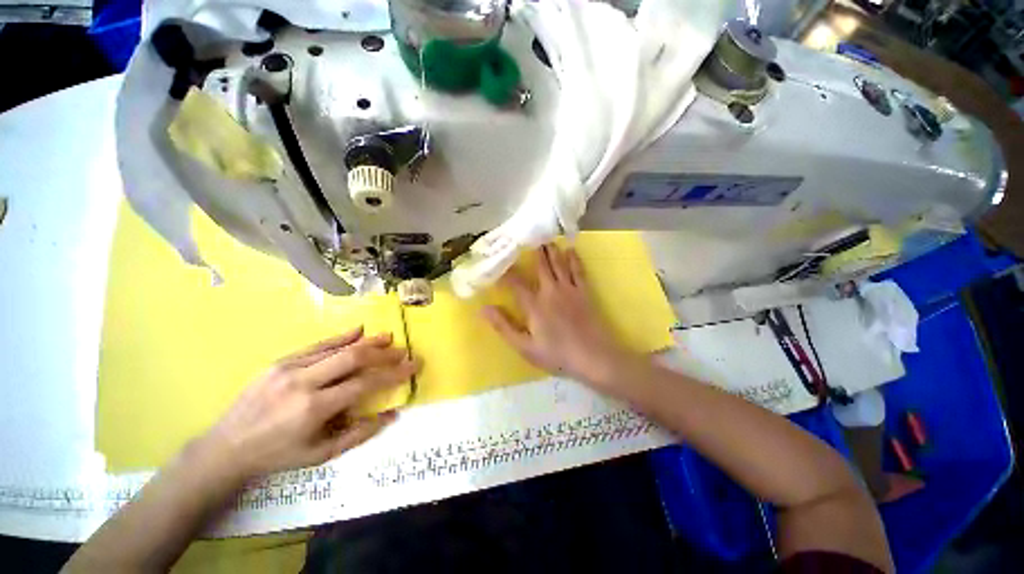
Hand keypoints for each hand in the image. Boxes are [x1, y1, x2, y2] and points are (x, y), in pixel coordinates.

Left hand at [192, 328, 419, 483]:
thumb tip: (392, 414)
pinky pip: (317, 345)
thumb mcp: (320, 455)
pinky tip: (359, 331)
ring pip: (337, 348)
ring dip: (367, 342)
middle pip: (353, 358)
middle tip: (403, 351)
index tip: (412, 367)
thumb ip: (359, 434)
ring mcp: (289, 368)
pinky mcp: (280, 362)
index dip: (393, 374)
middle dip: (383, 353)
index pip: (364, 384)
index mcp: (314, 409)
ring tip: (388, 338)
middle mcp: (303, 382)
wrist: (225, 448)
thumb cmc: (277, 456)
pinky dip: (341, 337)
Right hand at [482, 244, 645, 389]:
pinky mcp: (584, 292)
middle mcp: (550, 291)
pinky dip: (574, 259)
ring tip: (546, 238)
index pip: (516, 283)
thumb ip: (504, 326)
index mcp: (534, 305)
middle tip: (528, 237)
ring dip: (552, 250)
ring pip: (559, 264)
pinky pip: (578, 270)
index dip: (506, 272)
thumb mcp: (525, 346)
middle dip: (533, 252)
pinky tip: (571, 250)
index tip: (499, 261)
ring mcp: (569, 290)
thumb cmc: (557, 354)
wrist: (593, 357)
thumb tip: (484, 309)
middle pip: (541, 267)